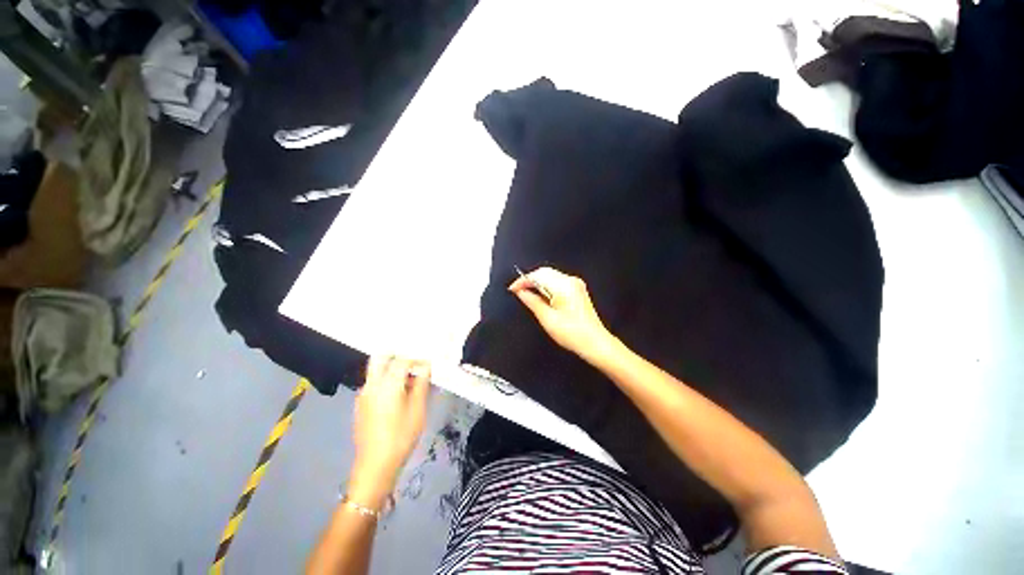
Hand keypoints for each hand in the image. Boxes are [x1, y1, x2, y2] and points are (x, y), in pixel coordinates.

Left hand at [348, 356, 431, 508]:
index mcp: (387, 384)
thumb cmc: (401, 436)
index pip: (402, 360)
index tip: (428, 363)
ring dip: (392, 368)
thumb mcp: (418, 409)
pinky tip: (398, 394)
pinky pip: (374, 383)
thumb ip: (421, 384)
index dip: (417, 358)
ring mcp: (363, 395)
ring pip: (376, 371)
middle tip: (413, 362)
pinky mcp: (361, 405)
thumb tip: (425, 367)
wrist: (375, 466)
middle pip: (380, 358)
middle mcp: (371, 385)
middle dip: (397, 355)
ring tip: (410, 379)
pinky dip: (386, 380)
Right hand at [509, 267, 615, 359]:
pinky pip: (558, 281)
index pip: (538, 275)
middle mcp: (571, 281)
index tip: (512, 288)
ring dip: (538, 282)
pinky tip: (541, 295)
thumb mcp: (547, 318)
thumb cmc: (572, 333)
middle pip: (545, 272)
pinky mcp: (578, 289)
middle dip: (529, 279)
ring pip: (551, 275)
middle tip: (517, 290)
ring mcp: (576, 284)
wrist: (595, 342)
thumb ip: (532, 301)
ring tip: (527, 293)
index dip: (523, 281)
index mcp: (563, 286)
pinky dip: (547, 285)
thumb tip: (521, 292)